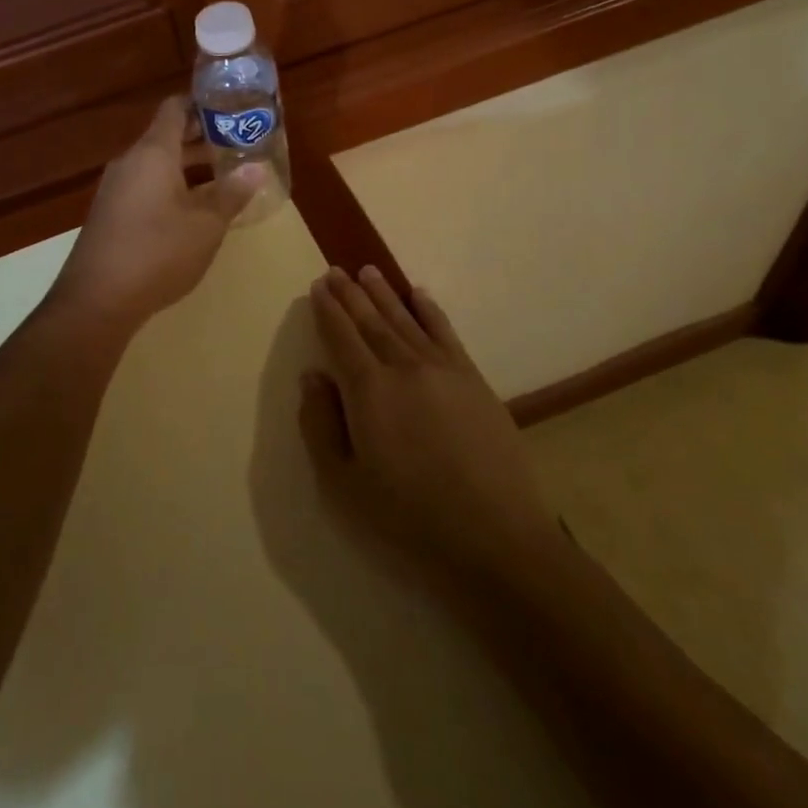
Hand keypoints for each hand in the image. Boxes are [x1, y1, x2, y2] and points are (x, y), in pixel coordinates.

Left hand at [47, 96, 265, 339]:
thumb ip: (231, 194)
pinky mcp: (110, 213)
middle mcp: (130, 162)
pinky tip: (192, 210)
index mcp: (153, 153)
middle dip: (201, 138)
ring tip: (223, 177)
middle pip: (166, 137)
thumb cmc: (157, 252)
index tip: (229, 108)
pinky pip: (144, 186)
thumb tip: (256, 169)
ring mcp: (115, 188)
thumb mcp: (206, 225)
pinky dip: (170, 187)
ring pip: (156, 165)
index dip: (201, 104)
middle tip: (237, 144)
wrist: (97, 299)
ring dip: (187, 167)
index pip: (175, 109)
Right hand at [299, 267, 559, 585]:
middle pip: (371, 321)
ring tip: (368, 271)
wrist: (494, 537)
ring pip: (405, 320)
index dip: (328, 310)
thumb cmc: (409, 516)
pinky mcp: (473, 379)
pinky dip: (430, 310)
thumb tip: (313, 376)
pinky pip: (446, 332)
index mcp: (368, 391)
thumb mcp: (344, 483)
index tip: (318, 285)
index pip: (341, 337)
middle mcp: (403, 367)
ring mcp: (442, 369)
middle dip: (351, 294)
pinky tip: (419, 295)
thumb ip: (321, 425)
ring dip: (385, 293)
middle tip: (336, 270)